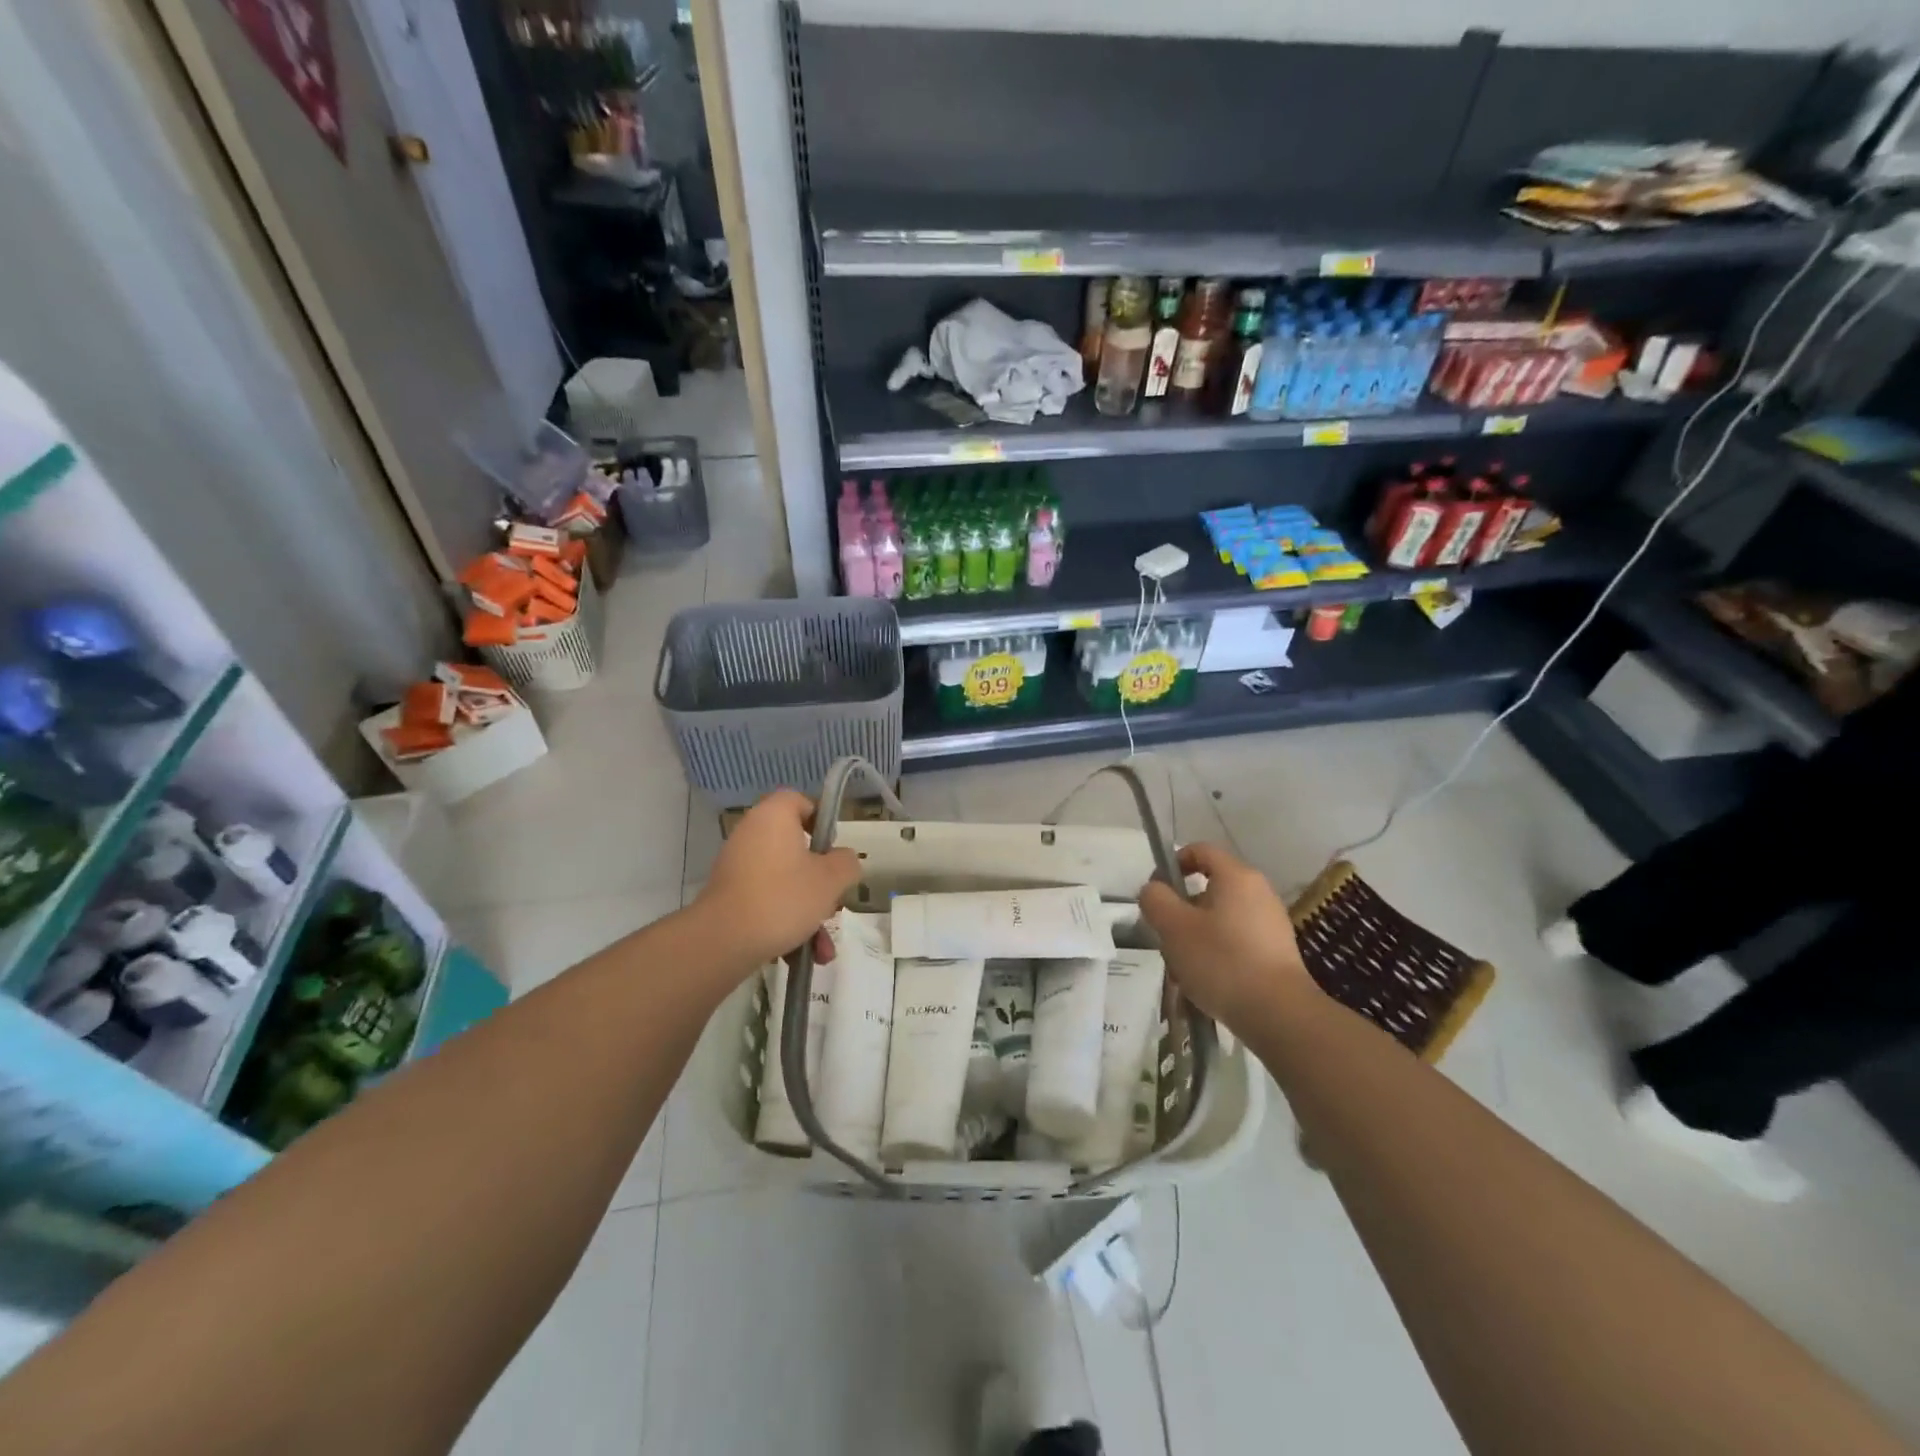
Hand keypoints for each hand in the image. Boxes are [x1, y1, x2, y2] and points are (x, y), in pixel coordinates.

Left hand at [694, 789, 860, 969]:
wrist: (722, 942)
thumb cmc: (783, 897)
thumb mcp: (831, 879)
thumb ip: (847, 863)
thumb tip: (843, 860)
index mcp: (774, 817)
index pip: (799, 801)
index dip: (821, 820)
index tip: (834, 849)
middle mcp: (752, 834)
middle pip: (797, 848)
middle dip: (822, 883)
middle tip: (834, 902)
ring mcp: (738, 866)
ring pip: (786, 882)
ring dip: (809, 913)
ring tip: (822, 948)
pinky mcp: (730, 896)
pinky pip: (768, 901)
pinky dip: (786, 923)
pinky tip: (803, 955)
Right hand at [1138, 842, 1316, 1031]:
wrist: (1279, 1014)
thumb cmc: (1221, 960)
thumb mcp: (1174, 927)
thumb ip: (1155, 899)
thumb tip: (1154, 890)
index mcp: (1236, 876)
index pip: (1200, 850)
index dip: (1174, 864)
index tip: (1157, 892)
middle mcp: (1259, 892)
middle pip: (1209, 888)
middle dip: (1182, 910)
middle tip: (1167, 937)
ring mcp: (1271, 922)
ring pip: (1220, 918)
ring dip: (1197, 936)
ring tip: (1183, 968)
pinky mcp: (1277, 952)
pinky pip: (1237, 941)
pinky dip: (1218, 953)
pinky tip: (1208, 982)